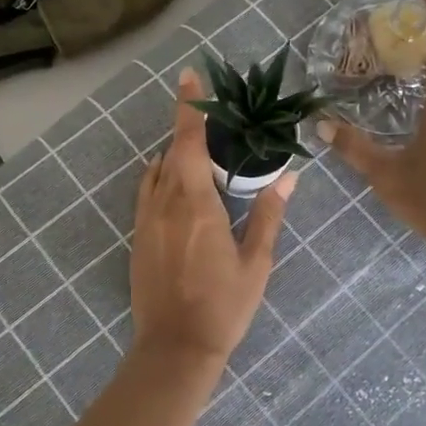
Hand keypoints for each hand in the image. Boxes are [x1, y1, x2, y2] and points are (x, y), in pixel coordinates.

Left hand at [129, 69, 295, 364]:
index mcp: (196, 205)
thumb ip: (269, 216)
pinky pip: (147, 193)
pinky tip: (177, 185)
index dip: (189, 108)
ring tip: (200, 152)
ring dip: (175, 155)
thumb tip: (288, 178)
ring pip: (157, 172)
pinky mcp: (138, 238)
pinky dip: (161, 177)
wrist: (174, 348)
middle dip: (186, 127)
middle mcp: (165, 204)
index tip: (189, 76)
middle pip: (172, 152)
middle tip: (209, 115)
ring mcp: (146, 221)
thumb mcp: (256, 262)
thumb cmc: (223, 306)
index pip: (189, 143)